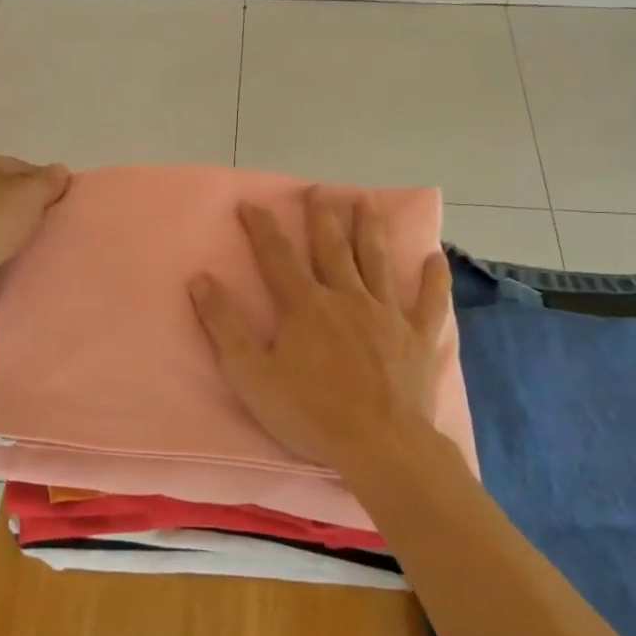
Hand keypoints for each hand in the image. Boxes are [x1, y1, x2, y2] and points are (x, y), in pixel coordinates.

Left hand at [0, 152, 70, 307]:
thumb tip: (60, 172)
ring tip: (23, 241)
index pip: (15, 166)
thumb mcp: (31, 194)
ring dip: (0, 224)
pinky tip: (0, 254)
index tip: (55, 202)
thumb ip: (49, 180)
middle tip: (42, 222)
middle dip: (18, 203)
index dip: (40, 183)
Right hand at [189, 188, 451, 477]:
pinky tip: (435, 257)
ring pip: (376, 262)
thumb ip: (224, 324)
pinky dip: (432, 280)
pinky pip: (428, 302)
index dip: (261, 227)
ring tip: (367, 202)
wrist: (380, 445)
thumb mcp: (251, 373)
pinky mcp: (417, 338)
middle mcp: (346, 298)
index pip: (276, 255)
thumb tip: (200, 279)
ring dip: (370, 229)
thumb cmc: (309, 412)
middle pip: (332, 248)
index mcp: (304, 305)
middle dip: (322, 216)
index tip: (250, 204)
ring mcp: (386, 315)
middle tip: (319, 189)